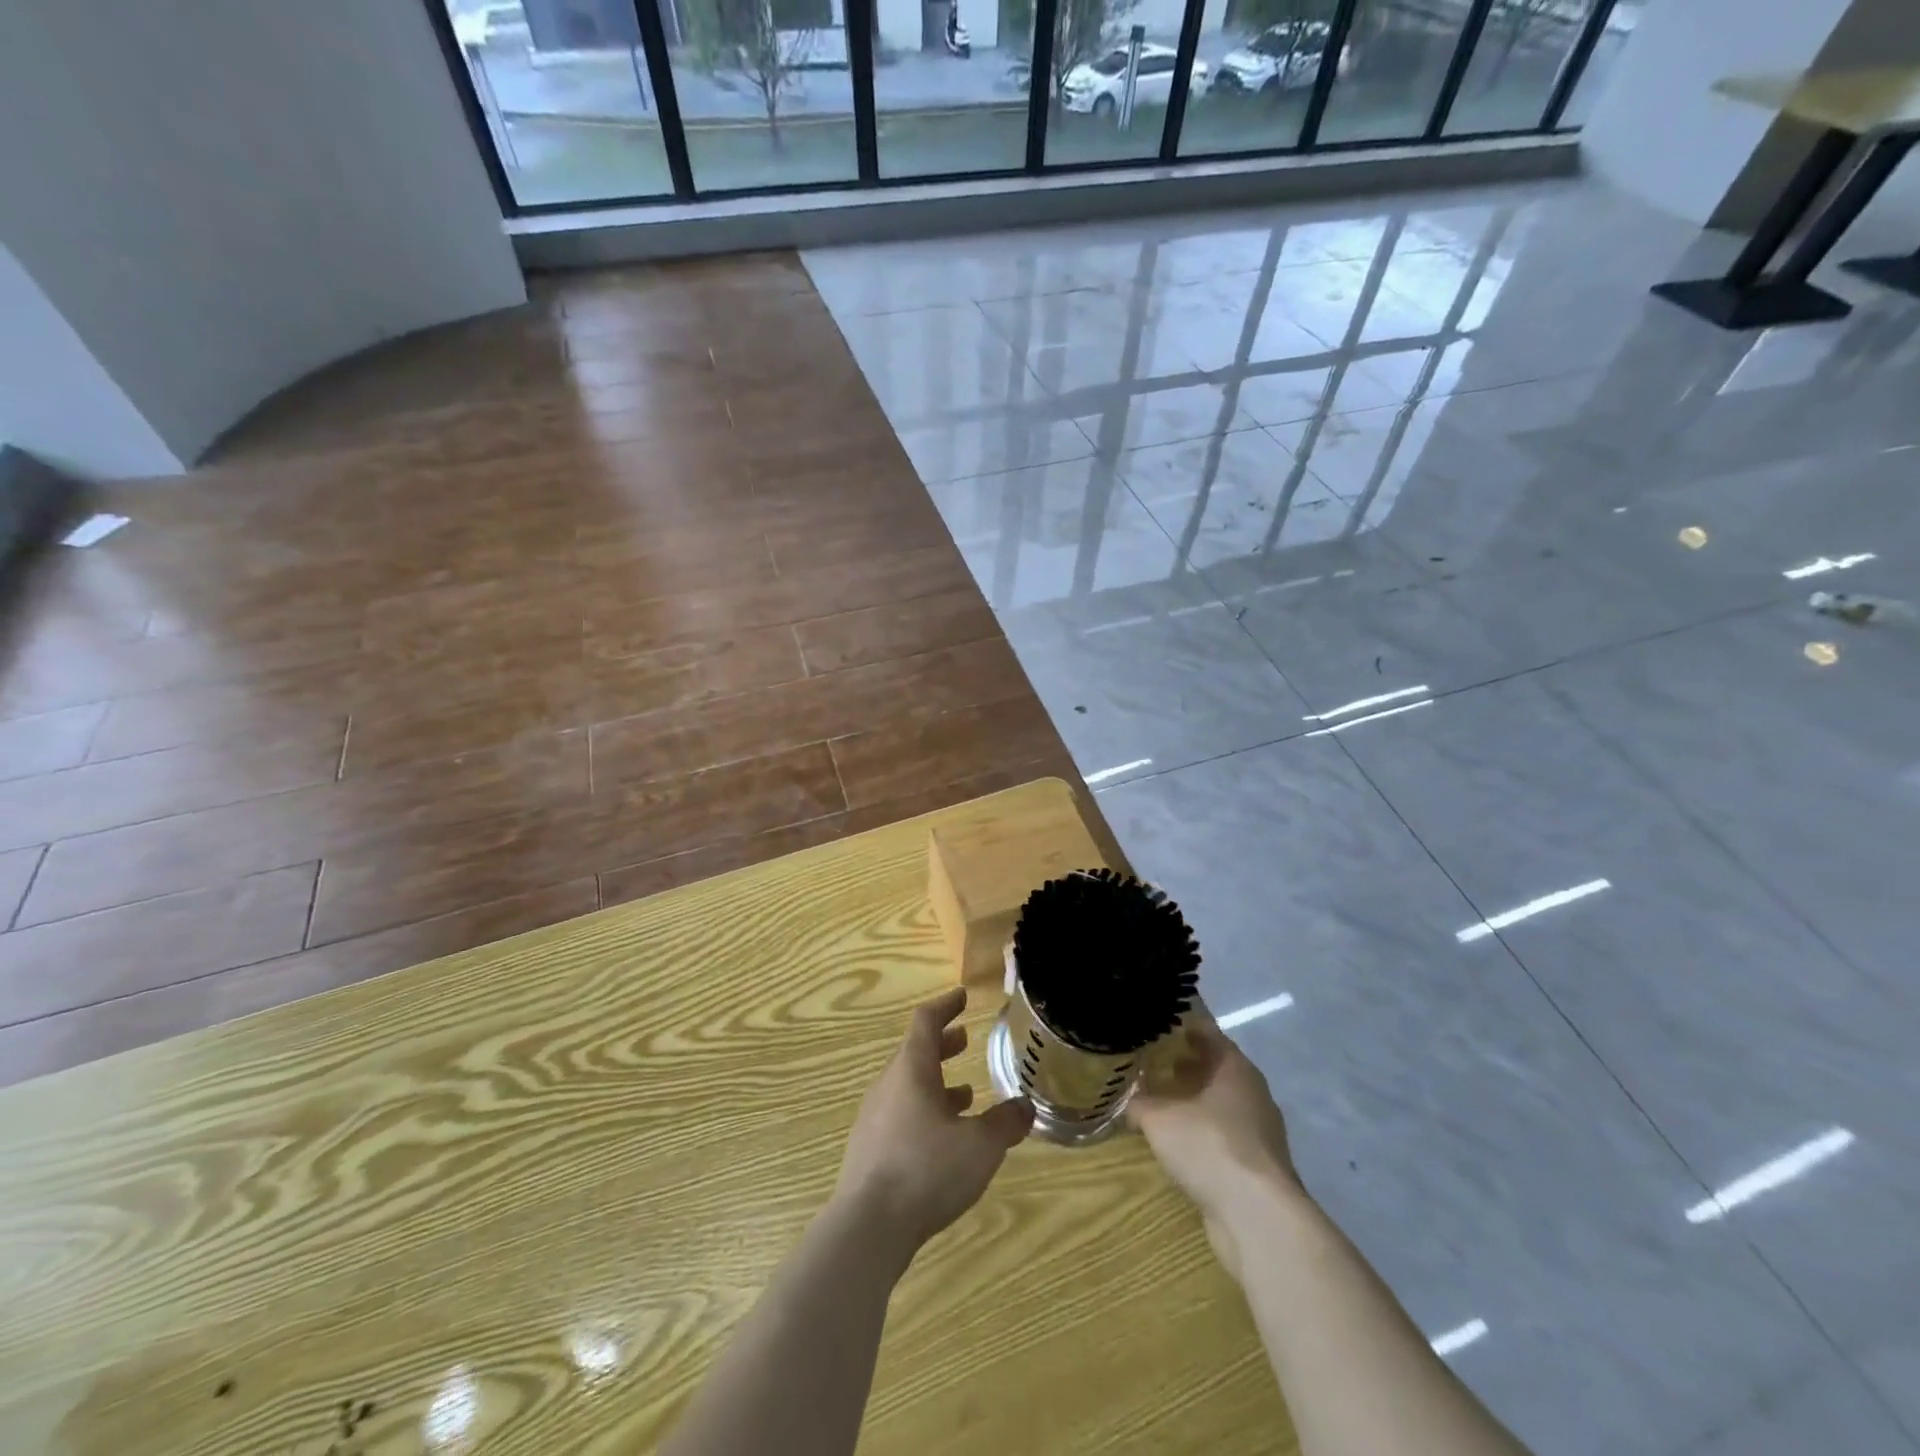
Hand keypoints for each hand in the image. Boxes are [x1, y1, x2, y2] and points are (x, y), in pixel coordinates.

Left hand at [833, 987, 1034, 1253]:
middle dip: (942, 1045)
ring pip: (908, 1086)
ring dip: (936, 1082)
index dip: (946, 1006)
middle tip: (964, 1039)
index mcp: (912, 1069)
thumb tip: (1024, 1106)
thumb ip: (1005, 1123)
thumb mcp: (980, 1146)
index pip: (926, 1021)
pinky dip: (925, 1112)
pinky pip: (901, 1114)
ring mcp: (875, 1117)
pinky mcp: (870, 1149)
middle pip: (915, 1053)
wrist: (867, 1226)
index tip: (962, 996)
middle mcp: (889, 1085)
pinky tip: (943, 1139)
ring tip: (965, 1094)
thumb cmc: (926, 1170)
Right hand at [1129, 1013, 1301, 1279]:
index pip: (1207, 1033)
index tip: (1157, 1025)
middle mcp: (1252, 1093)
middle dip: (1186, 1065)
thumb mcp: (1159, 1119)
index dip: (1182, 1027)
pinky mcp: (1258, 1166)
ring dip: (1194, 1101)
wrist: (1258, 1218)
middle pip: (1216, 1068)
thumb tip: (1127, 1098)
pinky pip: (1224, 1136)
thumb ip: (1139, 1102)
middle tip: (1152, 1062)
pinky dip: (1203, 1133)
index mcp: (1235, 1068)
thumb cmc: (1209, 1147)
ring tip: (1160, 1101)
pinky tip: (1179, 1143)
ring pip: (1221, 1104)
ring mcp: (1260, 1132)